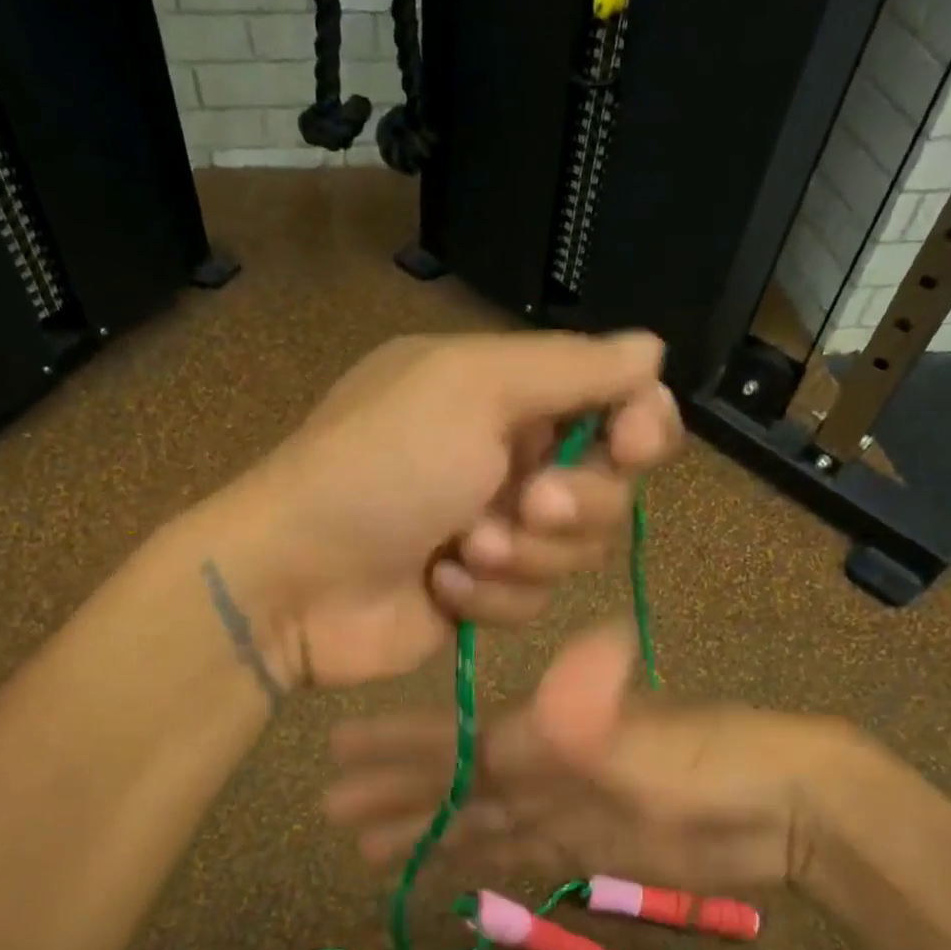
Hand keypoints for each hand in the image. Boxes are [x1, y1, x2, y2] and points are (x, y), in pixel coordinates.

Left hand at [231, 332, 680, 688]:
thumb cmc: (382, 468)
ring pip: (577, 552)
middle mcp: (509, 460)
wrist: (297, 579)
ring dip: (526, 553)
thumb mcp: (472, 389)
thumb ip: (570, 368)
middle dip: (576, 503)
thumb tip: (653, 349)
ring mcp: (498, 531)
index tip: (634, 444)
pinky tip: (441, 587)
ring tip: (464, 550)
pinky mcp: (483, 596)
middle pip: (610, 488)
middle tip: (526, 503)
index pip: (614, 401)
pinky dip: (491, 597)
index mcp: (506, 395)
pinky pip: (534, 600)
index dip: (642, 424)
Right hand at [325, 623, 886, 891]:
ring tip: (368, 849)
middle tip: (331, 810)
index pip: (449, 742)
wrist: (780, 808)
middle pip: (450, 785)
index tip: (337, 748)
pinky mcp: (584, 851)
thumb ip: (590, 708)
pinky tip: (445, 872)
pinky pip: (513, 856)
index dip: (394, 747)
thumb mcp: (644, 735)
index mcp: (538, 736)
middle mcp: (536, 768)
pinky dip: (476, 864)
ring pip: (474, 823)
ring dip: (424, 833)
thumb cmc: (710, 762)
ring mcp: (558, 811)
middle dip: (393, 794)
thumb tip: (563, 647)